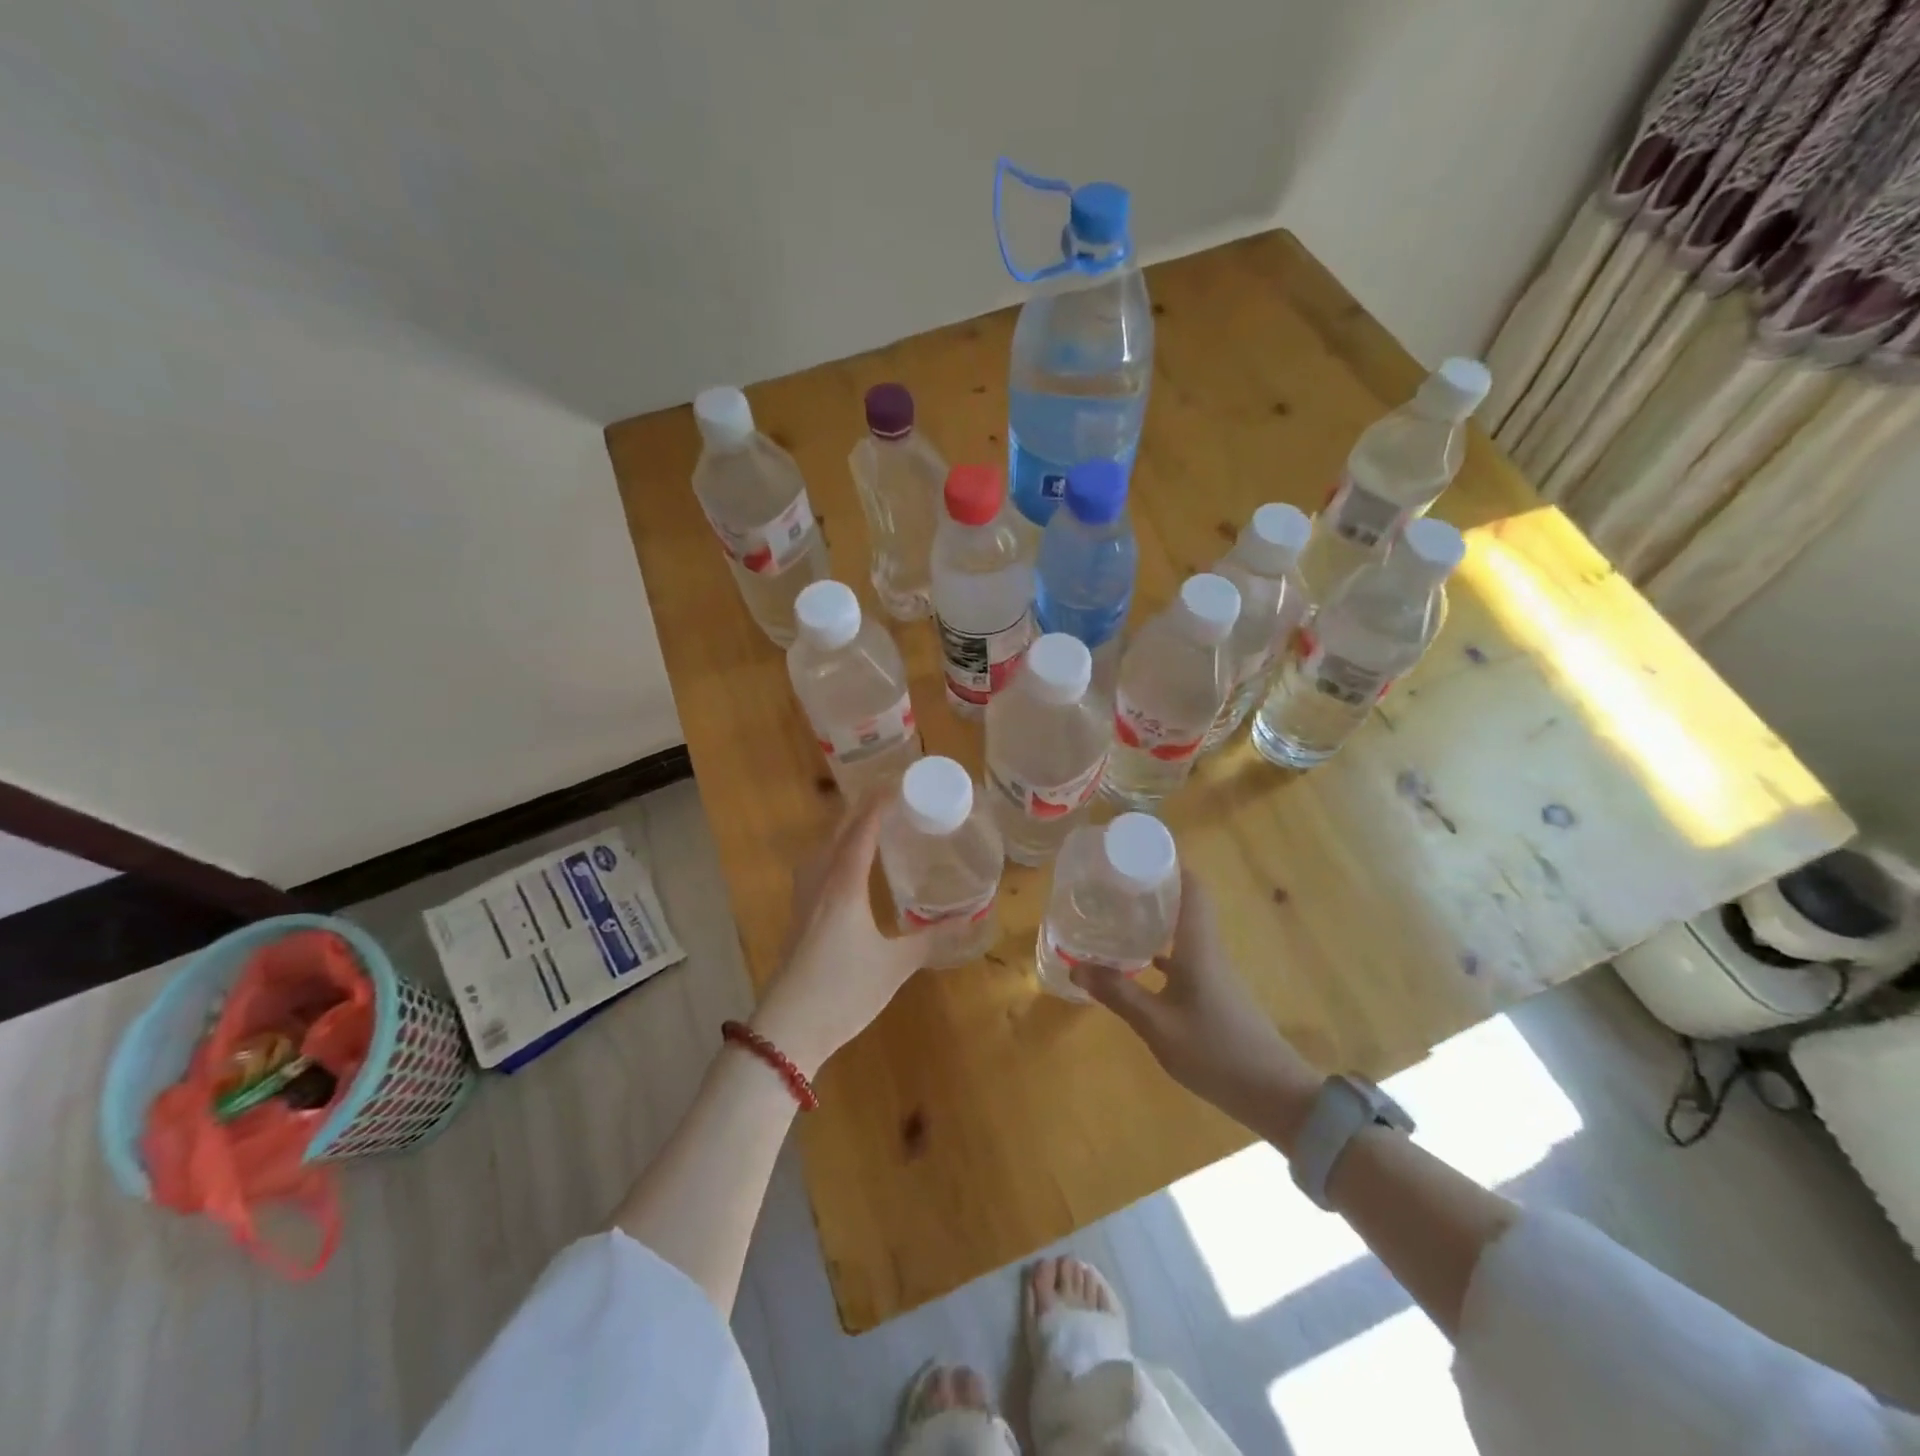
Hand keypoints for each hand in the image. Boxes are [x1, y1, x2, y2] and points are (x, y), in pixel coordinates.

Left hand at [748, 797, 938, 1076]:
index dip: (880, 804)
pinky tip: (844, 868)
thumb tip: (970, 920)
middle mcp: (820, 882)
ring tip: (868, 825)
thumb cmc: (844, 991)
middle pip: (837, 832)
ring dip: (843, 829)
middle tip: (890, 797)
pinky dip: (833, 852)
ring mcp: (803, 899)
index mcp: (844, 885)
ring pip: (822, 849)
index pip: (862, 830)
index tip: (901, 784)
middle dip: (861, 809)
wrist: (788, 1029)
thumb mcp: (895, 965)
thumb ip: (931, 939)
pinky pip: (815, 867)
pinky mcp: (797, 916)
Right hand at [1070, 868, 1320, 1132]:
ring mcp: (1215, 971)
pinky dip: (1161, 949)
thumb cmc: (1215, 1052)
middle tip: (1114, 879)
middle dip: (1153, 886)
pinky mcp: (1215, 991)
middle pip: (1186, 902)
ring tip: (1118, 911)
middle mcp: (1209, 949)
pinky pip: (1184, 955)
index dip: (1170, 862)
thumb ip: (1118, 994)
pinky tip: (1137, 960)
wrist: (1274, 1094)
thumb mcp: (1158, 1026)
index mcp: (1198, 946)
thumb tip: (1075, 966)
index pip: (1192, 887)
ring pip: (1184, 929)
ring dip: (1156, 916)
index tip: (1137, 850)